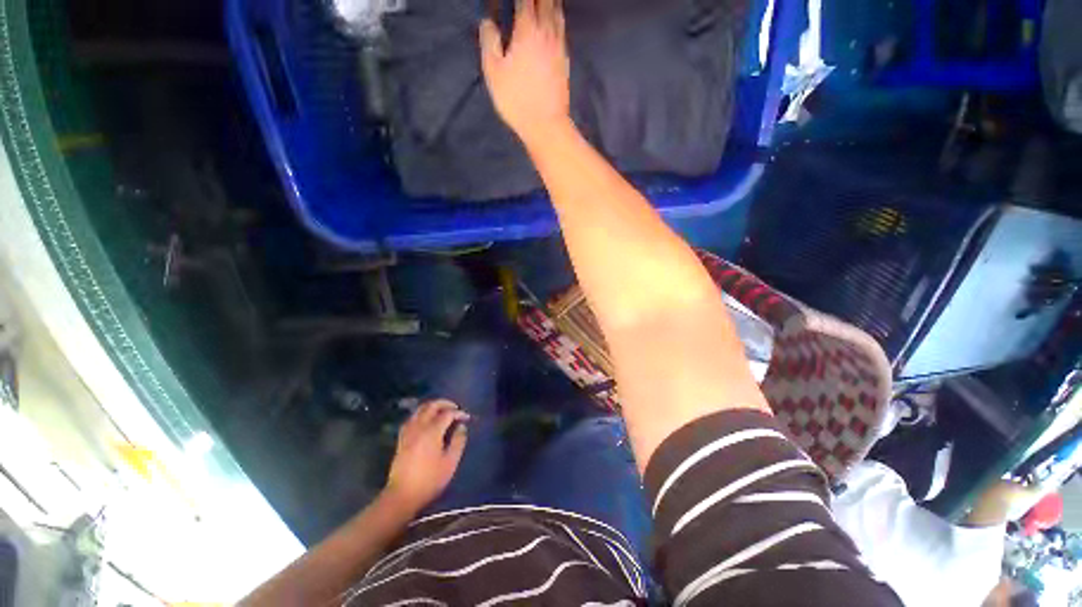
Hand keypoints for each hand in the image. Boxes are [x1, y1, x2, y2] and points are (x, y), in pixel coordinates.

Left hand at [385, 400, 469, 510]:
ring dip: (432, 406)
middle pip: (431, 406)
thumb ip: (458, 441)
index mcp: (432, 431)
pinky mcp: (401, 439)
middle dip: (445, 403)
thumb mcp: (450, 462)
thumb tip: (462, 427)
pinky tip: (425, 420)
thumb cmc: (430, 480)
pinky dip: (421, 414)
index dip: (459, 413)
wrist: (402, 495)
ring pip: (419, 410)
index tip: (467, 418)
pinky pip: (411, 418)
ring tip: (442, 411)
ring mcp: (408, 432)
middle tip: (455, 408)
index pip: (448, 413)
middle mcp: (419, 427)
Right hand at [479, 0, 570, 146]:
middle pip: (546, 2)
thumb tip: (488, 22)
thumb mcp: (494, 72)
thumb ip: (489, 42)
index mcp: (527, 30)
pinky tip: (554, 23)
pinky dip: (558, 19)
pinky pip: (562, 31)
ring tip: (545, 1)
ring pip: (558, 14)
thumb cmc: (516, 99)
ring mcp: (559, 47)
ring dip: (551, 3)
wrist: (546, 124)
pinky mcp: (565, 62)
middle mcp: (547, 33)